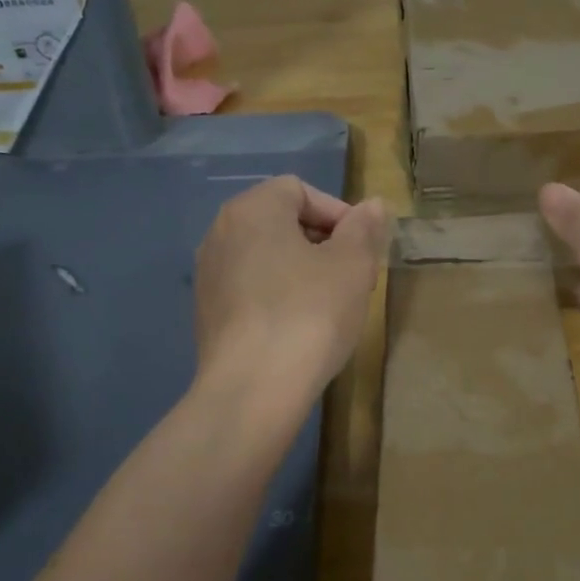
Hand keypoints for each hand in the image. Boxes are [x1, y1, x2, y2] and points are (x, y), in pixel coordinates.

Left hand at [193, 177, 388, 402]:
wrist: (252, 389)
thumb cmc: (308, 314)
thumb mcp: (352, 266)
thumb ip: (364, 229)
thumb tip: (372, 206)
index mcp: (252, 209)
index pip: (300, 190)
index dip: (338, 214)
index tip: (364, 249)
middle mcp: (221, 232)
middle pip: (282, 222)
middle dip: (323, 243)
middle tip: (355, 278)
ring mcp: (209, 275)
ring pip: (267, 258)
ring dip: (303, 271)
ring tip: (332, 305)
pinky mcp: (207, 313)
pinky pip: (252, 289)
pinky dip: (278, 297)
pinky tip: (300, 329)